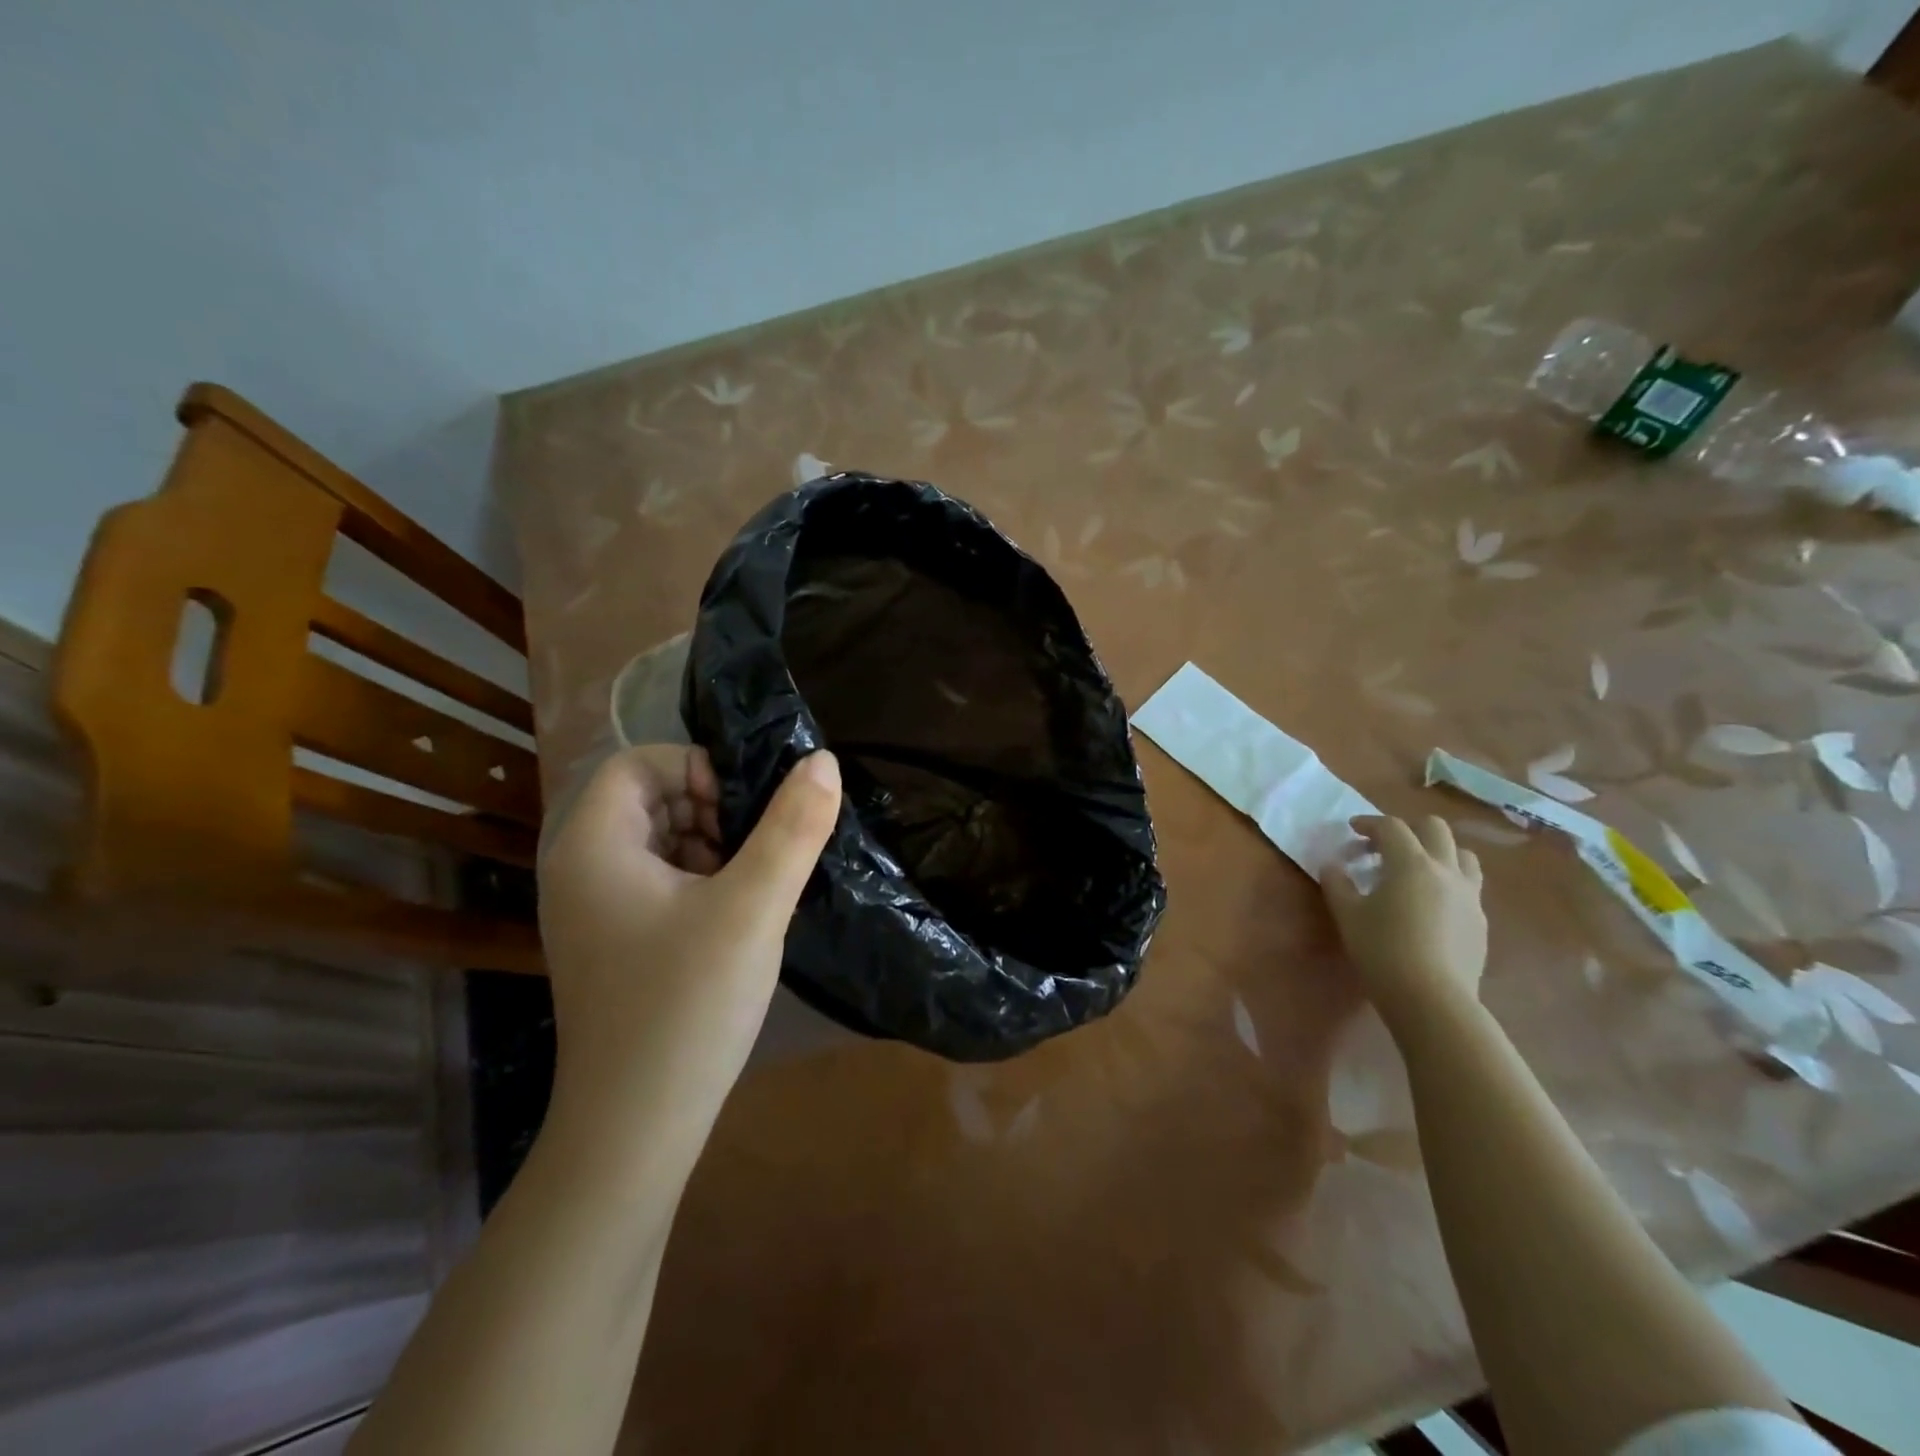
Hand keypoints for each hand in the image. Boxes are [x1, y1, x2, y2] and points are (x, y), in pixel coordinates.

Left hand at [536, 744, 841, 1150]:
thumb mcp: (753, 907)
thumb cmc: (687, 1006)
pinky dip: (699, 880)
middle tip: (758, 848)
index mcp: (592, 845)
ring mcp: (591, 911)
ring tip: (753, 883)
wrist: (635, 1129)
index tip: (746, 810)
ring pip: (657, 841)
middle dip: (710, 808)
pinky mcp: (611, 943)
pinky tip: (734, 917)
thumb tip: (823, 760)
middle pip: (648, 799)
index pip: (640, 762)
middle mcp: (579, 868)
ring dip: (710, 845)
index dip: (698, 768)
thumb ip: (792, 828)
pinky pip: (656, 882)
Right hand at [1323, 815, 1486, 1027]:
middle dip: (1408, 829)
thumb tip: (1332, 866)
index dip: (1369, 823)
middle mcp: (1446, 871)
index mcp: (1411, 864)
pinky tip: (1430, 904)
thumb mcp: (1347, 915)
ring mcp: (1470, 896)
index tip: (1352, 830)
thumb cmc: (1382, 950)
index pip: (1392, 827)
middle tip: (1384, 846)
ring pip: (1462, 855)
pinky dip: (1449, 882)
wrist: (1432, 999)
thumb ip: (1337, 884)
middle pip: (1435, 829)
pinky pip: (1469, 886)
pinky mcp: (1480, 922)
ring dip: (1438, 852)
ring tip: (1415, 870)